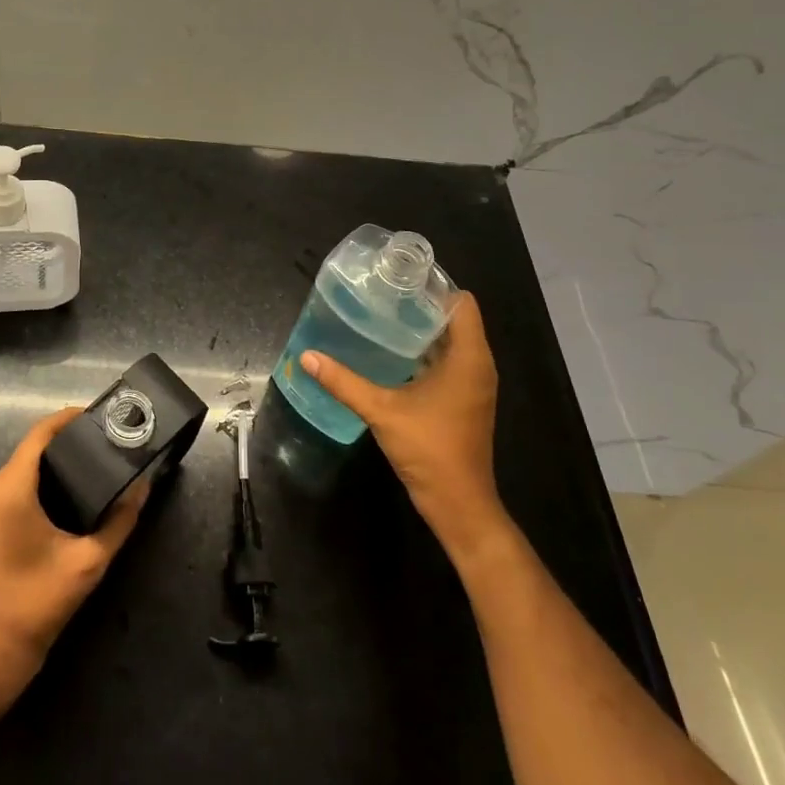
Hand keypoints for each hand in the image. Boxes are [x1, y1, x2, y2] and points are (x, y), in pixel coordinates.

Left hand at [0, 409, 146, 704]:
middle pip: (31, 449)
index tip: (100, 416)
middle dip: (67, 444)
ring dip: (53, 465)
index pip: (40, 433)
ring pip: (22, 468)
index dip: (70, 418)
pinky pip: (12, 486)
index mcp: (9, 488)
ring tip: (93, 467)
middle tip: (106, 445)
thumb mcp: (88, 563)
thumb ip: (119, 521)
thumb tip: (142, 488)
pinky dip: (38, 483)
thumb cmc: (35, 606)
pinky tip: (66, 495)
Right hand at [303, 293, 511, 561]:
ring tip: (380, 316)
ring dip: (421, 329)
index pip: (462, 303)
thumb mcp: (381, 410)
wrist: (459, 504)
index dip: (434, 287)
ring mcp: (473, 385)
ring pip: (450, 341)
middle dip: (420, 305)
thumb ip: (344, 381)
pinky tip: (390, 353)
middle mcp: (477, 365)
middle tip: (380, 294)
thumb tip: (306, 356)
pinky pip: (447, 362)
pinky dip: (423, 352)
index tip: (399, 279)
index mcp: (469, 358)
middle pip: (454, 319)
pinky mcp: (464, 400)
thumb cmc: (430, 449)